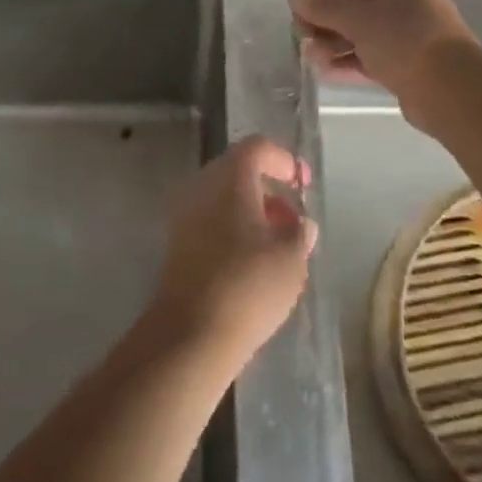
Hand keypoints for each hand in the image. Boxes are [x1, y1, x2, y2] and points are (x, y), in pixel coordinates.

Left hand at [145, 137, 317, 373]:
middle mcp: (202, 187)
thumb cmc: (248, 285)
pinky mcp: (177, 245)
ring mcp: (184, 216)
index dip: (284, 160)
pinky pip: (210, 222)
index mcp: (229, 178)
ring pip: (223, 199)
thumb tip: (300, 224)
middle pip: (237, 172)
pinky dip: (234, 230)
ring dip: (251, 212)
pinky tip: (254, 263)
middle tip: (293, 219)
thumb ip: (299, 233)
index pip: (257, 148)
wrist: (191, 334)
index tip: (304, 184)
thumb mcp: (291, 258)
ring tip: (278, 245)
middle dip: (268, 190)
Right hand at [288, 0, 478, 116]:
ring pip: (360, 28)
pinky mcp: (405, 59)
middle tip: (299, 30)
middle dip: (323, 14)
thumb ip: (323, 5)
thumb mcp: (358, 19)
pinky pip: (369, 52)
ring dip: (332, 39)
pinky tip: (324, 70)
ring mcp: (406, 29)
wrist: (450, 90)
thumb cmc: (403, 40)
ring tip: (309, 54)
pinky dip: (348, 58)